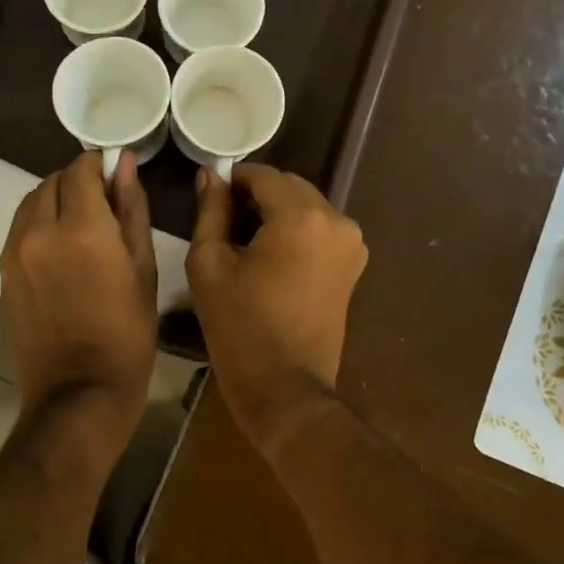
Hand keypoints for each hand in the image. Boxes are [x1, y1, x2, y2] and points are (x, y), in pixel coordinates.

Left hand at [0, 151, 157, 467]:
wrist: (79, 394)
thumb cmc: (127, 334)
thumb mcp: (143, 269)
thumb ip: (131, 209)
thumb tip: (125, 164)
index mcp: (83, 229)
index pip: (81, 169)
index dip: (99, 165)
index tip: (116, 176)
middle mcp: (41, 231)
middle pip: (52, 181)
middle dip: (77, 181)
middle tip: (103, 202)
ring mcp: (14, 253)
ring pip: (31, 202)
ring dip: (55, 199)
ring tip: (80, 223)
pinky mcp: (2, 274)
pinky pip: (19, 229)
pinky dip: (38, 223)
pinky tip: (59, 247)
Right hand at [188, 165, 367, 458]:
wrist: (285, 388)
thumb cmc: (240, 326)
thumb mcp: (209, 264)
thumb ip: (210, 211)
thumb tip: (211, 176)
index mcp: (301, 216)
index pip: (263, 176)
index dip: (234, 181)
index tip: (211, 199)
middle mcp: (336, 220)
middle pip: (289, 188)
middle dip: (257, 196)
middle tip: (224, 222)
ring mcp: (351, 244)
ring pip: (307, 207)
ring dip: (277, 213)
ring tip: (246, 242)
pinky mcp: (353, 265)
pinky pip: (321, 231)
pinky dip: (296, 232)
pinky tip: (271, 258)